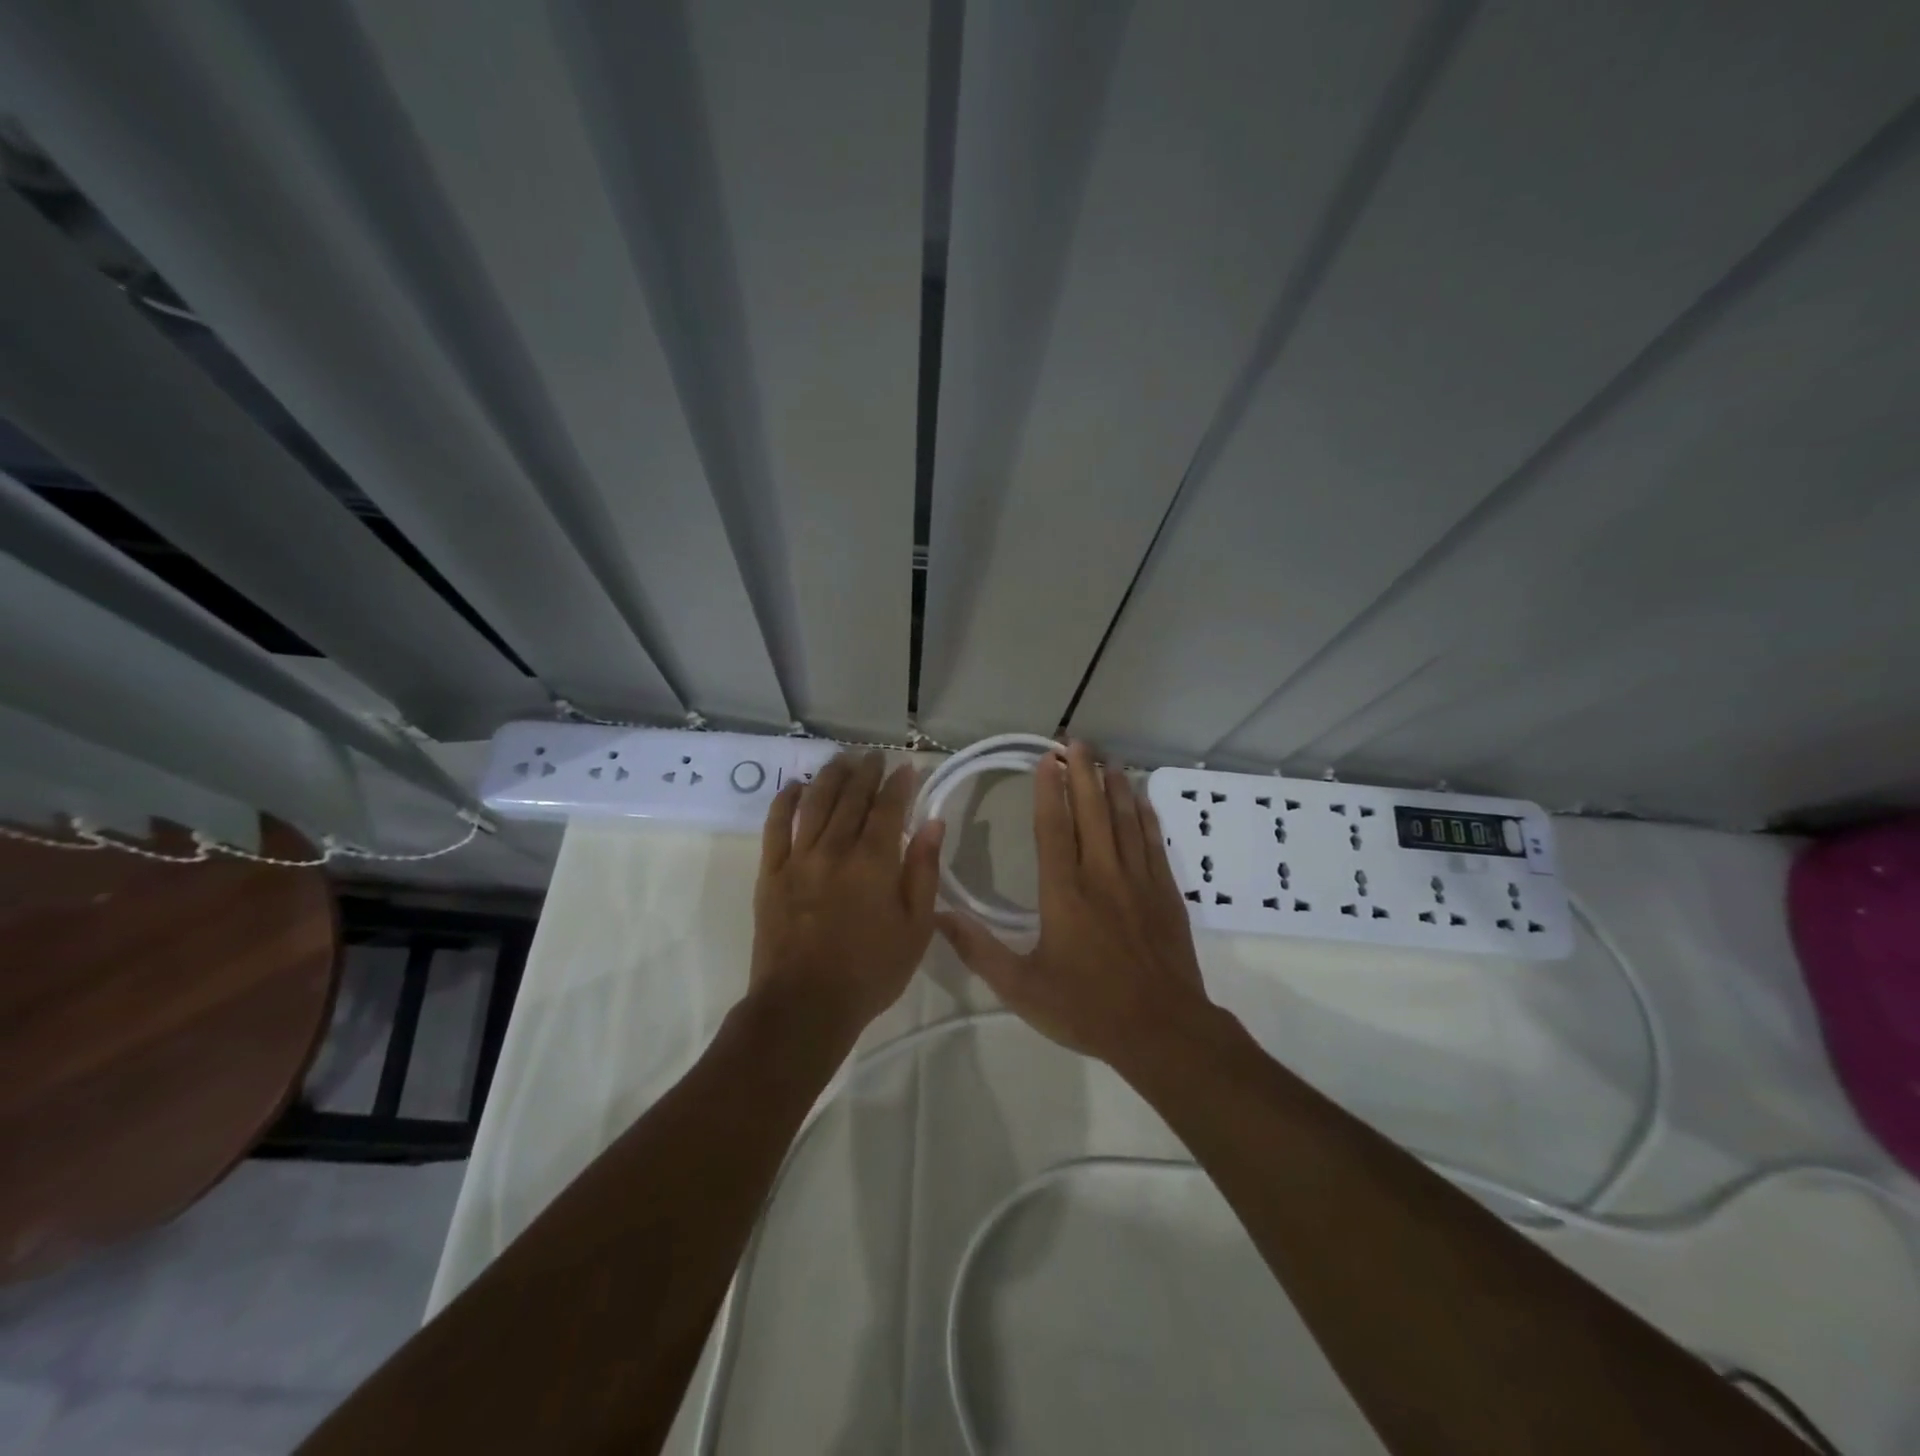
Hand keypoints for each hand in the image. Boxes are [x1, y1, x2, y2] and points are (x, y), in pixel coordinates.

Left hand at [750, 750, 944, 1037]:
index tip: (907, 767)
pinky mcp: (770, 873)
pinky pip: (775, 826)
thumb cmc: (870, 972)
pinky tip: (795, 786)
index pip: (889, 808)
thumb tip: (933, 824)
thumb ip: (923, 871)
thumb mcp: (915, 928)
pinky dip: (785, 801)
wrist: (805, 1006)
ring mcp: (798, 858)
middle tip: (875, 757)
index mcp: (874, 862)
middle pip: (851, 798)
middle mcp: (835, 849)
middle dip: (866, 772)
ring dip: (830, 776)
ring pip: (814, 803)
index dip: (900, 784)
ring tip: (841, 759)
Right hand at [935, 741, 1213, 1066]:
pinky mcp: (1165, 893)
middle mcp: (1101, 875)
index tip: (1046, 760)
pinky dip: (1145, 817)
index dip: (1049, 790)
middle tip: (1077, 742)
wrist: (1161, 1031)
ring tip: (1108, 759)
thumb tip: (938, 915)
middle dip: (1083, 773)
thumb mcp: (1021, 988)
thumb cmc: (1086, 1009)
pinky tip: (1141, 800)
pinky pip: (1153, 843)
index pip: (1053, 827)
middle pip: (1092, 812)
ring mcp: (1138, 881)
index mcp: (1064, 892)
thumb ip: (978, 950)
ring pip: (1125, 820)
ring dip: (1115, 786)